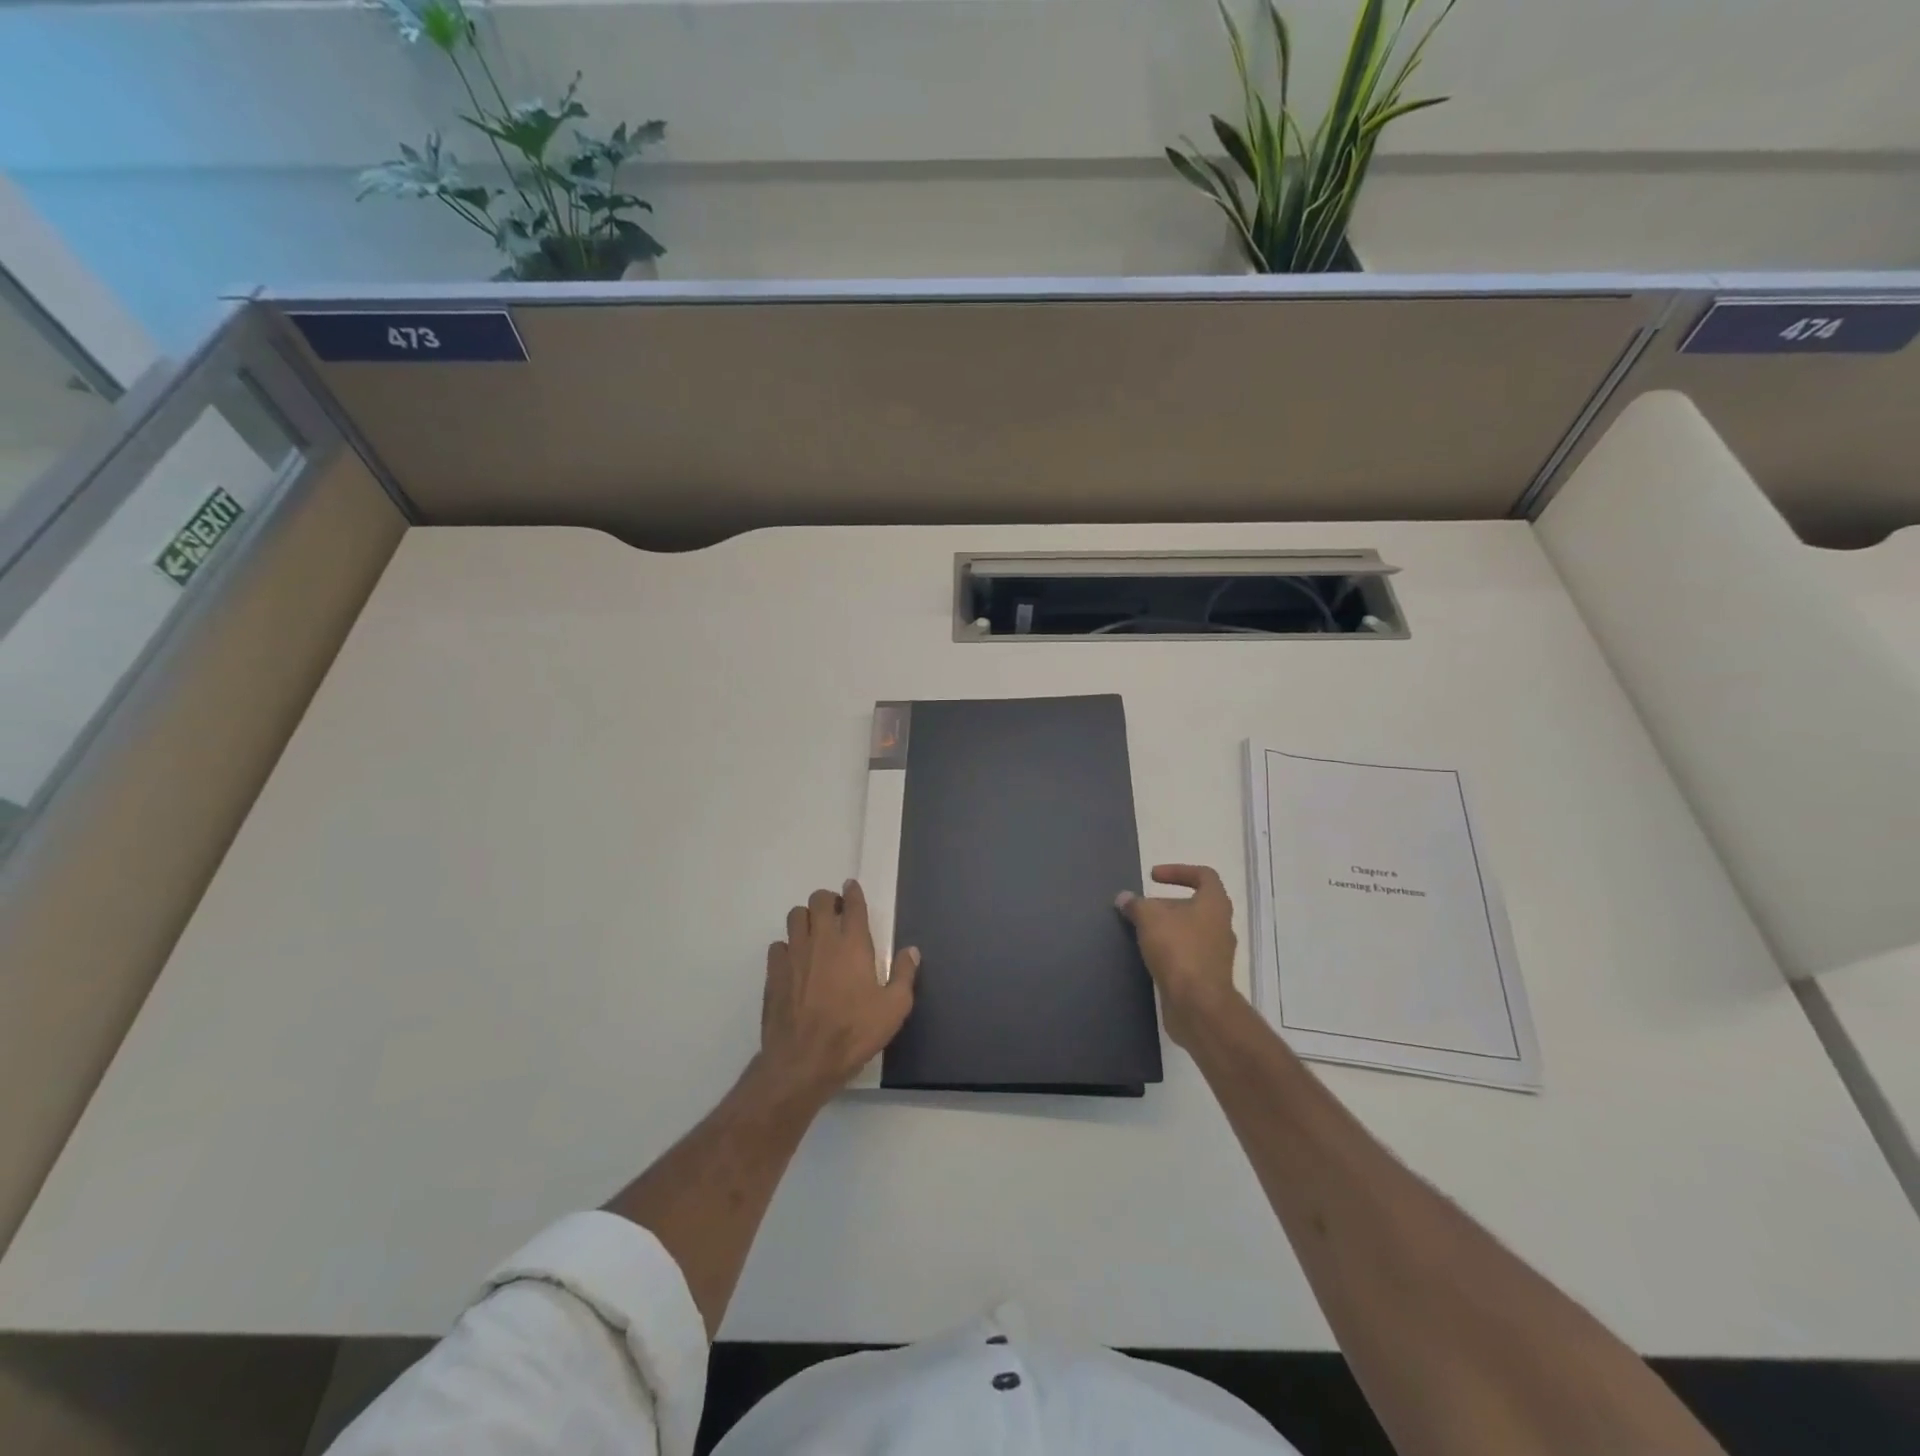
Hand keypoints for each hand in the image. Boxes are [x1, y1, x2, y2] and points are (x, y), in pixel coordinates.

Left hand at [759, 880, 918, 1103]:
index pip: (853, 905)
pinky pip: (778, 945)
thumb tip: (911, 951)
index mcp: (853, 944)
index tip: (852, 888)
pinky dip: (787, 947)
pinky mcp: (773, 972)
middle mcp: (821, 940)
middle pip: (819, 900)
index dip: (853, 892)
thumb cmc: (854, 1033)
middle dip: (828, 900)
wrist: (803, 1061)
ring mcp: (794, 954)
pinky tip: (795, 962)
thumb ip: (904, 975)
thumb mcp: (893, 1009)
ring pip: (795, 916)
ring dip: (806, 918)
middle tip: (835, 913)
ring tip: (814, 933)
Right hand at [1116, 864, 1240, 1046]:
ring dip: (1167, 929)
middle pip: (1195, 905)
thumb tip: (1124, 898)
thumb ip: (1136, 905)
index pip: (1204, 875)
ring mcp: (1217, 954)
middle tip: (1141, 909)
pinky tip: (1149, 956)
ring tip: (1141, 932)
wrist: (1198, 1005)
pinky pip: (1187, 955)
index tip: (1152, 877)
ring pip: (1190, 932)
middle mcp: (1221, 926)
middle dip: (1166, 904)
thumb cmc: (1178, 950)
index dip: (1178, 871)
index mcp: (1214, 904)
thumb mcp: (1149, 918)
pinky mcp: (1208, 977)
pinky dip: (1169, 951)